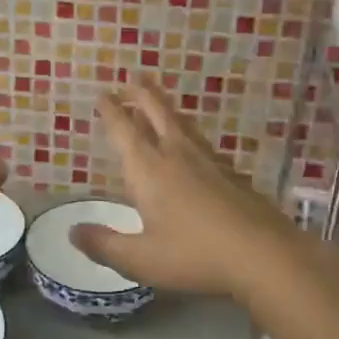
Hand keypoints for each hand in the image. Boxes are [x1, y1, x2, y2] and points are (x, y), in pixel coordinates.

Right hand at [71, 77, 301, 301]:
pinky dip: (188, 133)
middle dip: (141, 95)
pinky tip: (192, 145)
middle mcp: (177, 157)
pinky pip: (202, 143)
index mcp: (150, 171)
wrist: (265, 255)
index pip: (125, 131)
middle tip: (131, 78)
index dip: (111, 112)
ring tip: (157, 101)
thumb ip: (104, 245)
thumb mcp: (141, 259)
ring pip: (182, 125)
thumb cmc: (195, 255)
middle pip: (158, 114)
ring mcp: (209, 163)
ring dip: (165, 108)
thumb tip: (72, 231)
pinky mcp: (232, 175)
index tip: (102, 94)